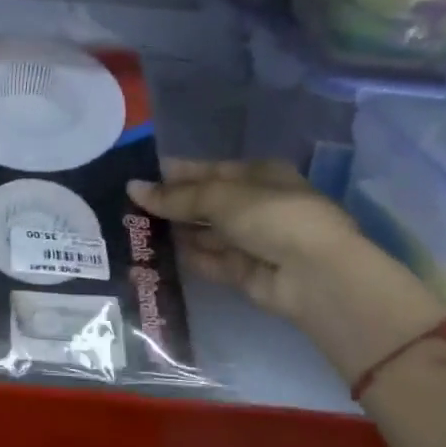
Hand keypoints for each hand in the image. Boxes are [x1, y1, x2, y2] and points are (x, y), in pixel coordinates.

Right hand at [127, 159, 361, 324]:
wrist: (315, 275)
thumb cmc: (272, 216)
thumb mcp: (220, 197)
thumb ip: (176, 196)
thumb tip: (133, 188)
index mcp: (260, 175)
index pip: (212, 170)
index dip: (178, 174)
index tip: (141, 178)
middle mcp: (258, 206)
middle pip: (208, 203)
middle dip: (174, 205)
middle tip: (130, 207)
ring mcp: (254, 241)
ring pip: (207, 233)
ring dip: (177, 232)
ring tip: (134, 230)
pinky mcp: (246, 273)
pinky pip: (211, 261)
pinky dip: (188, 258)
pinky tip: (155, 256)